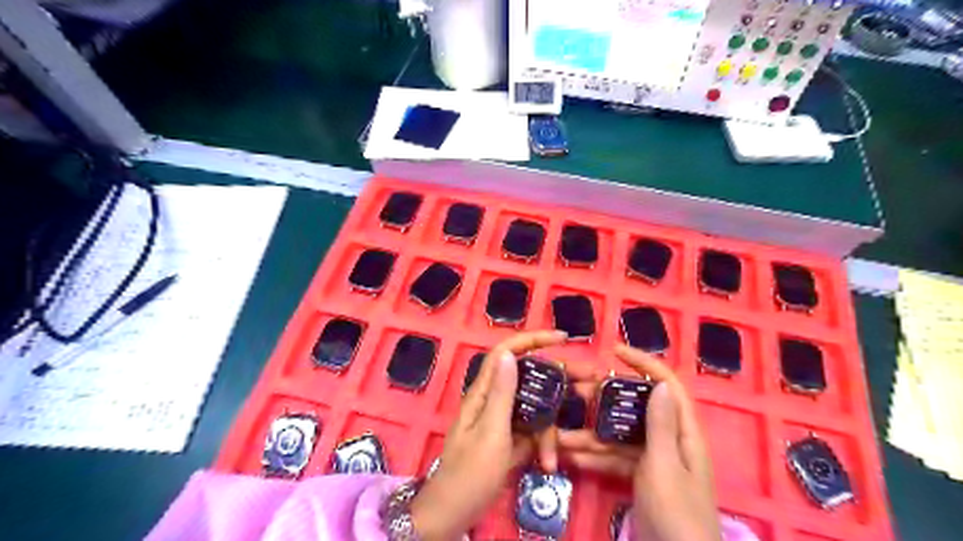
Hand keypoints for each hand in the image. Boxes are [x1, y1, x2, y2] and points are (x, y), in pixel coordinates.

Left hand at [410, 329, 564, 540]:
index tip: (563, 339)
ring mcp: (502, 420)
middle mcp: (493, 400)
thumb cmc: (469, 473)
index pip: (507, 352)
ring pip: (534, 410)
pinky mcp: (509, 439)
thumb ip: (501, 393)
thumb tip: (508, 353)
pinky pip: (532, 432)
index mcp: (483, 392)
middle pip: (528, 379)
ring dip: (547, 432)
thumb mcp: (490, 432)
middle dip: (556, 383)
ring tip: (552, 459)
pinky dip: (541, 446)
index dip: (533, 340)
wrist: (453, 514)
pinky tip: (547, 464)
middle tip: (588, 383)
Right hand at [562, 343, 718, 540]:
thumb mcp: (665, 467)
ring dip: (592, 435)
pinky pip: (616, 459)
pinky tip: (571, 458)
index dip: (644, 363)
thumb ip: (660, 425)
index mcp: (683, 432)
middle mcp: (669, 440)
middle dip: (604, 400)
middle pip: (636, 408)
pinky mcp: (642, 477)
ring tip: (560, 434)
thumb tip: (660, 383)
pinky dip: (596, 458)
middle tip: (575, 392)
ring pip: (620, 436)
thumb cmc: (677, 514)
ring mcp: (655, 459)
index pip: (666, 385)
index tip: (615, 351)